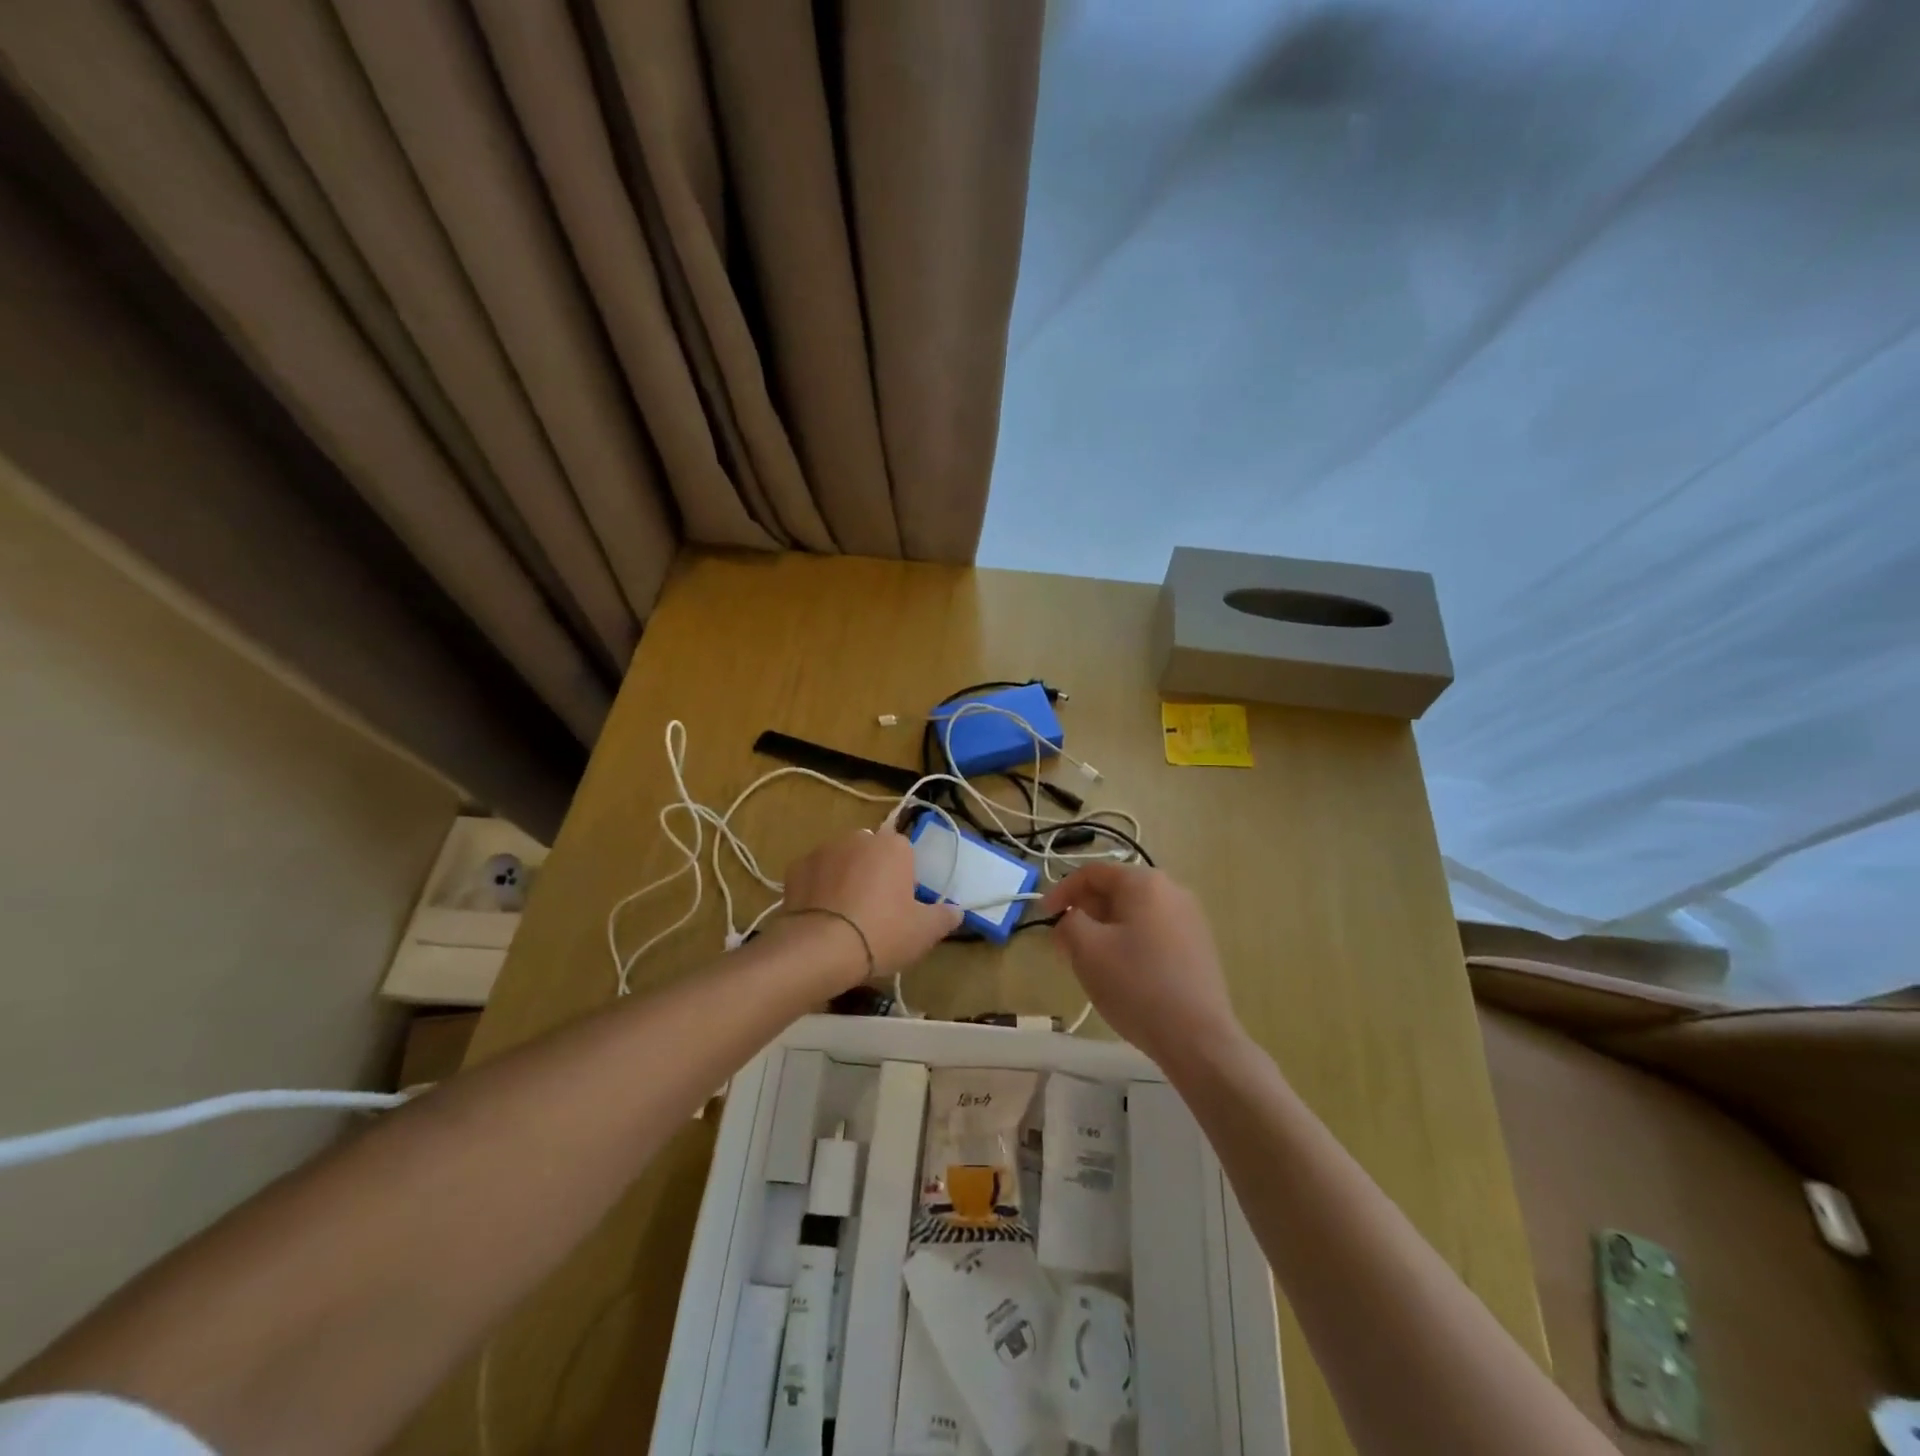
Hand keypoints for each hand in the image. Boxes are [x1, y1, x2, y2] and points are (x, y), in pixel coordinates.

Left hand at [778, 826, 962, 988]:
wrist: (819, 948)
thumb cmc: (881, 933)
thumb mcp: (924, 932)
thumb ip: (944, 917)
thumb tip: (956, 910)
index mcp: (893, 846)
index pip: (906, 853)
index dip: (905, 879)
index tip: (902, 906)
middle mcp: (858, 838)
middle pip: (872, 853)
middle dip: (874, 874)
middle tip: (875, 913)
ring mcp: (823, 850)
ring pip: (842, 861)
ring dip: (845, 879)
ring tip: (844, 918)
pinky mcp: (796, 867)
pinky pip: (815, 875)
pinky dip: (818, 889)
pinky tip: (821, 918)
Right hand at [1042, 864, 1240, 1063]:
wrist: (1198, 1038)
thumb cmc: (1136, 984)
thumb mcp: (1086, 949)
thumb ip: (1069, 922)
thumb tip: (1072, 919)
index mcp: (1144, 882)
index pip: (1092, 873)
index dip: (1062, 891)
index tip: (1043, 917)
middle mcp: (1172, 890)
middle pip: (1116, 890)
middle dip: (1084, 912)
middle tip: (1064, 943)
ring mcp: (1191, 919)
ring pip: (1134, 914)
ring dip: (1105, 929)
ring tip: (1089, 960)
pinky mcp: (1199, 947)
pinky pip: (1153, 932)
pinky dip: (1130, 942)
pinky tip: (1122, 973)